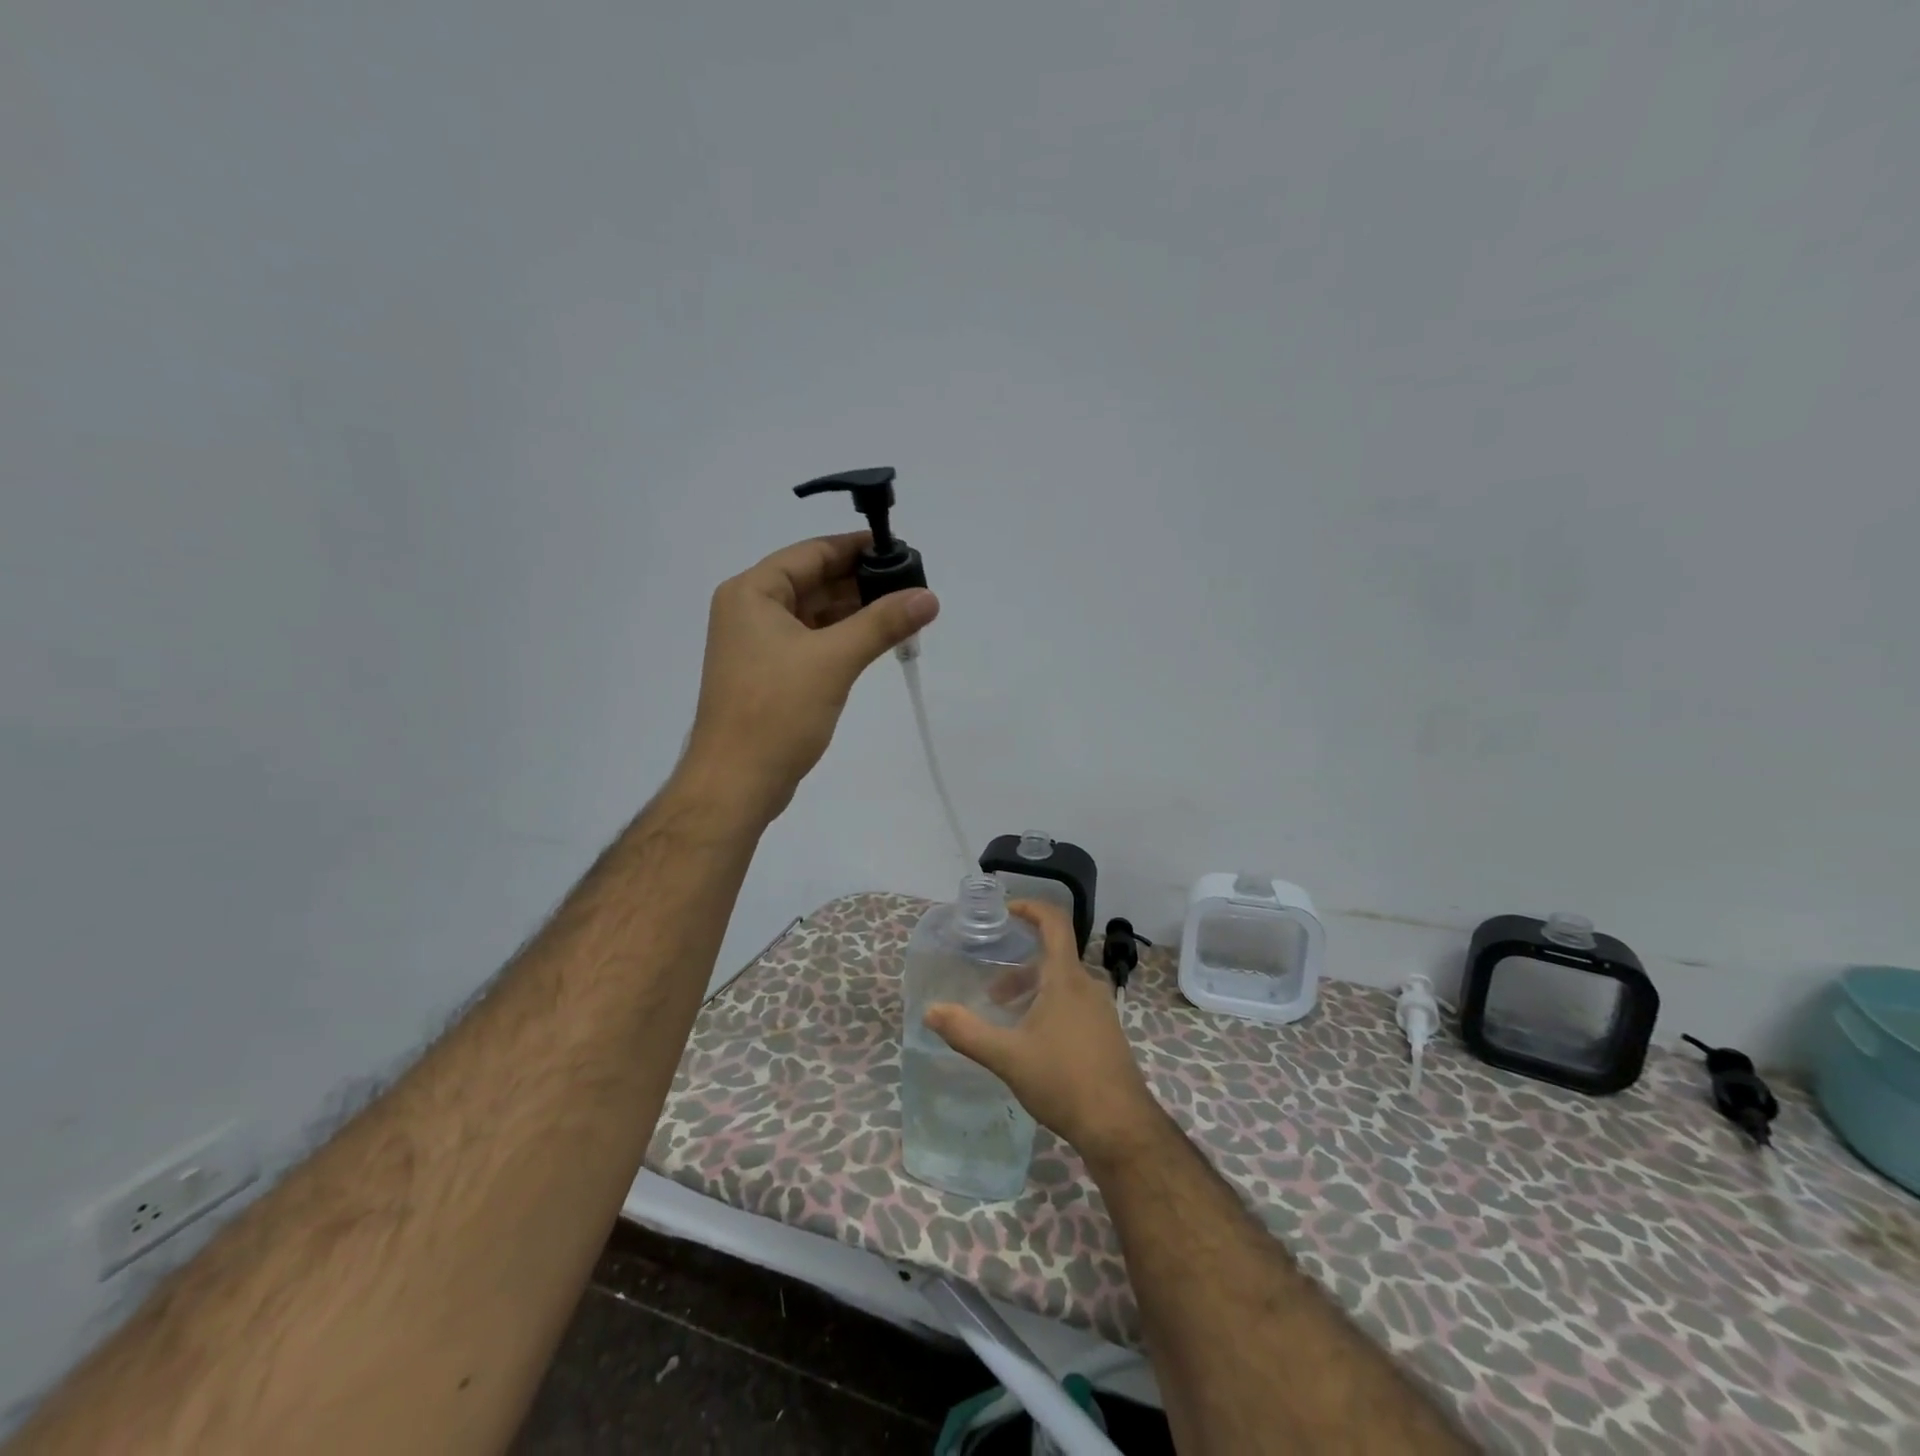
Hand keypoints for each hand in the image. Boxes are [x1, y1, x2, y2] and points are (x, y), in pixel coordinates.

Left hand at [681, 533, 937, 820]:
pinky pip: (812, 642)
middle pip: (813, 581)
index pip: (812, 553)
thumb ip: (882, 623)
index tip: (900, 550)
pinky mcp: (770, 675)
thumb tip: (928, 596)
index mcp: (753, 593)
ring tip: (904, 612)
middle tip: (911, 585)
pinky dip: (842, 639)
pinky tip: (876, 641)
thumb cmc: (777, 712)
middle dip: (861, 583)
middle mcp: (750, 611)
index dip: (857, 549)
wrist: (736, 783)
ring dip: (855, 613)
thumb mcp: (834, 659)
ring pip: (815, 614)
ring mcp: (758, 645)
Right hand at [925, 901, 1161, 1160]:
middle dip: (1018, 967)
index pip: (1054, 922)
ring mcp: (1101, 1010)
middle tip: (991, 990)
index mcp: (1067, 978)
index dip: (1030, 908)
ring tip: (1006, 1018)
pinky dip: (1049, 1006)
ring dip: (1032, 990)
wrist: (1120, 1127)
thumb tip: (930, 1011)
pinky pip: (1074, 1003)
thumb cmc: (1064, 1081)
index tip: (1005, 912)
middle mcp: (1087, 985)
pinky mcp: (1106, 1033)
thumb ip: (966, 1032)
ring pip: (1062, 983)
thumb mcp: (1007, 1057)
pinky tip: (1033, 1041)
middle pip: (1052, 957)